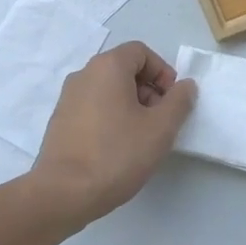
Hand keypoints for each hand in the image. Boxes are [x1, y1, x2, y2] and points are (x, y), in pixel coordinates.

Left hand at [27, 42, 196, 230]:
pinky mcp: (60, 121)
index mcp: (107, 67)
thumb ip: (179, 101)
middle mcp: (83, 75)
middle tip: (160, 121)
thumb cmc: (117, 154)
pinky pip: (92, 108)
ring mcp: (67, 98)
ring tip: (141, 138)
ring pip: (108, 90)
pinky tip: (117, 148)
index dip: (162, 72)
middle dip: (148, 90)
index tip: (172, 101)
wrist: (63, 193)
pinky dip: (110, 118)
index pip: (140, 52)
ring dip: (130, 106)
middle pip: (123, 69)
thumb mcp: (160, 128)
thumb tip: (185, 86)